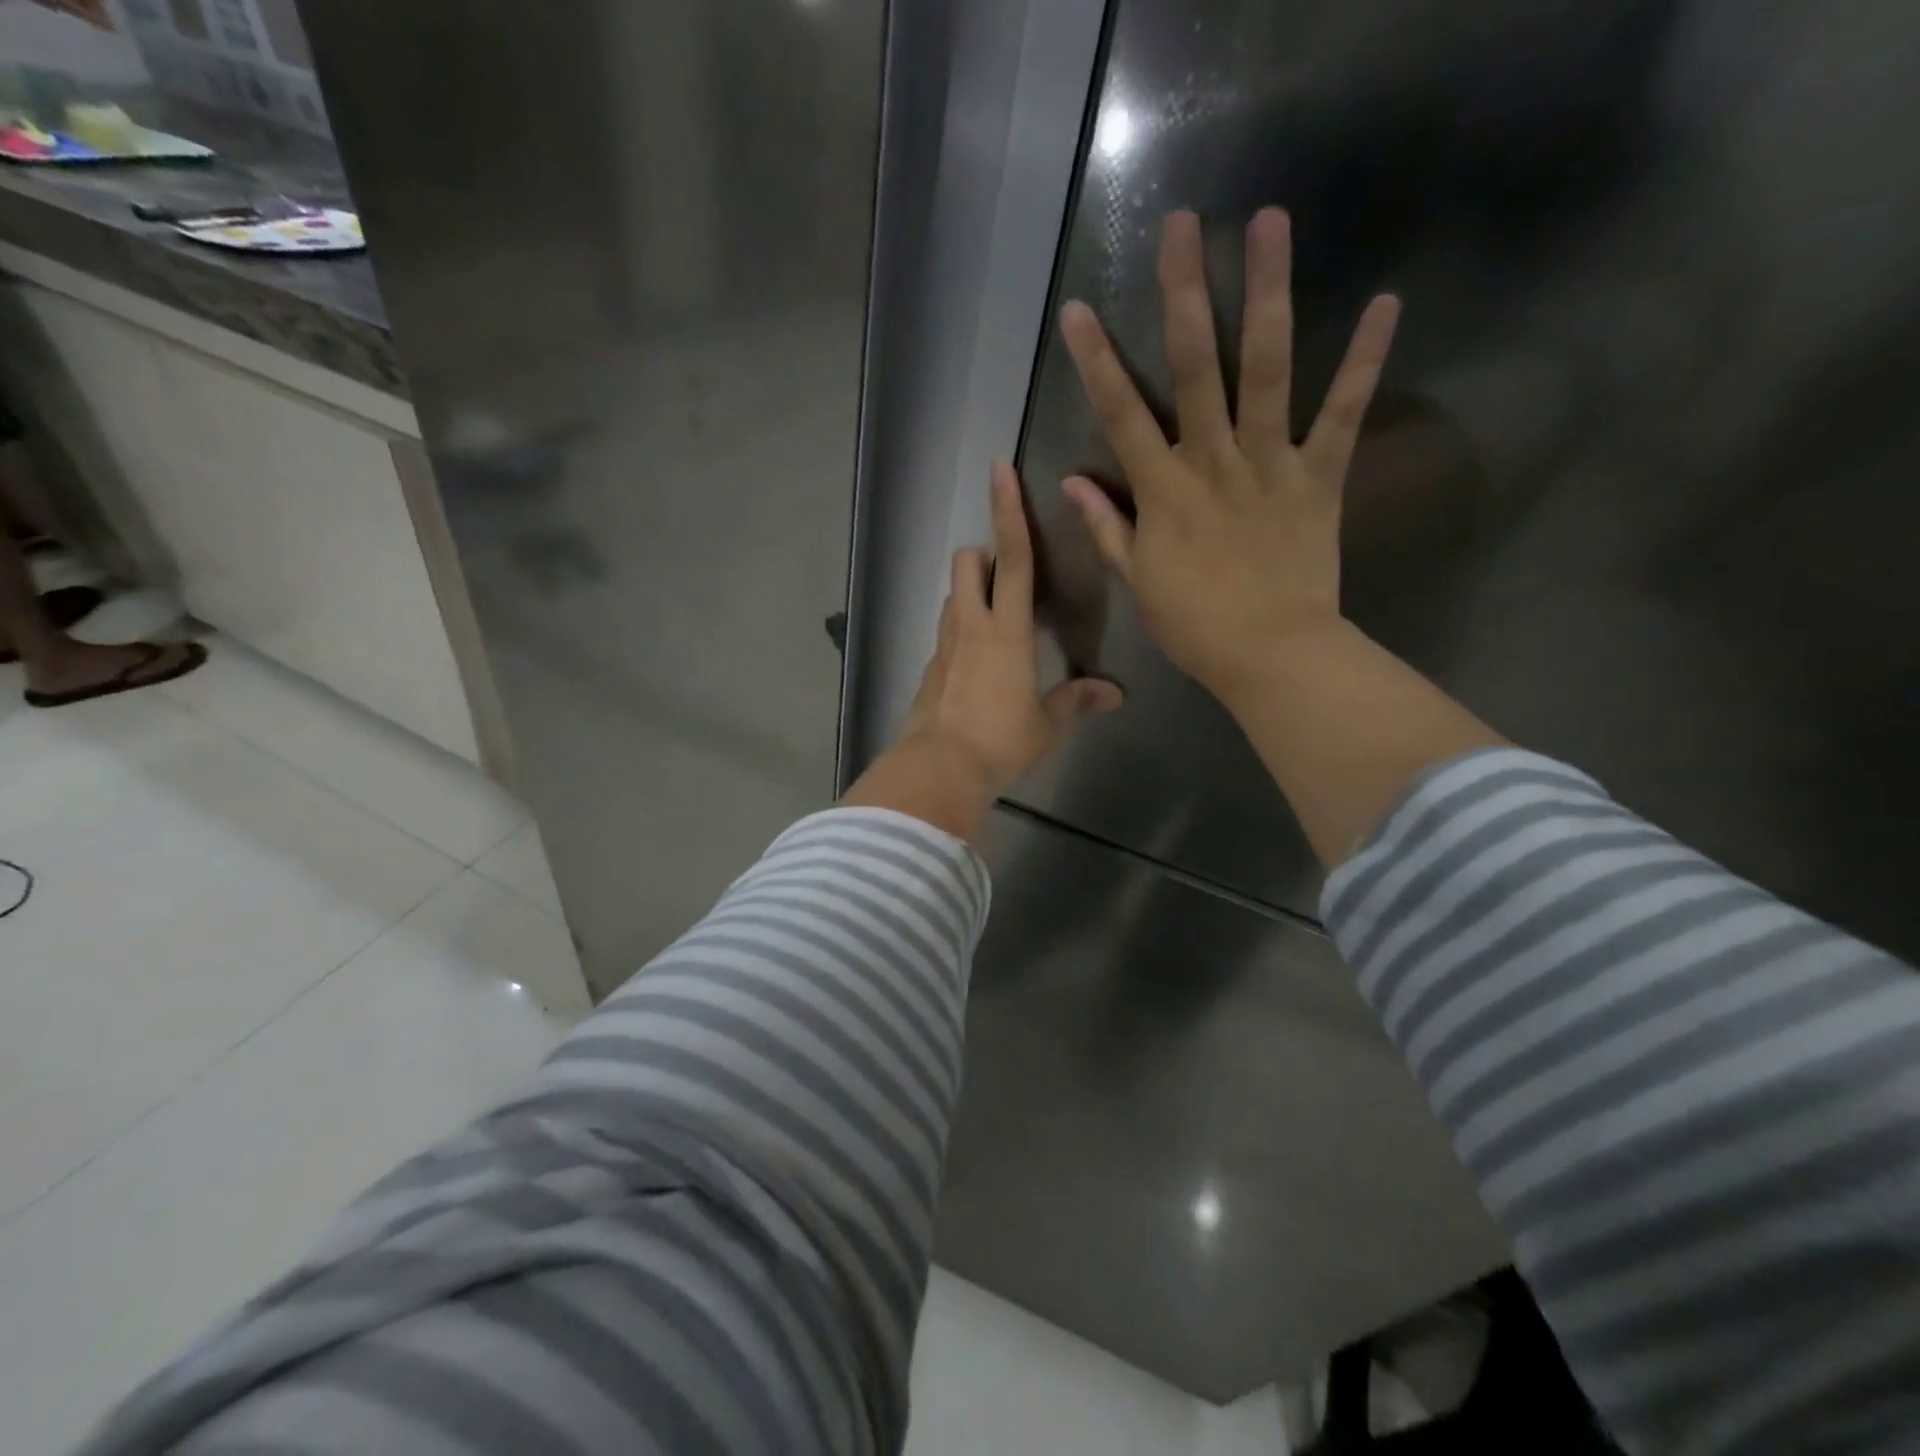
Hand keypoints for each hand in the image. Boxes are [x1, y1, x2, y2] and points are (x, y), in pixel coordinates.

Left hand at [842, 462, 1121, 842]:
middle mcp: (970, 626)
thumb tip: (1114, 694)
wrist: (938, 769)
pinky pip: (945, 634)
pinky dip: (960, 632)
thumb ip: (1077, 701)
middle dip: (984, 552)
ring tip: (996, 618)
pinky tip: (976, 664)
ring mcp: (943, 647)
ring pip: (952, 596)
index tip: (1000, 470)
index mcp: (1006, 631)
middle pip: (968, 563)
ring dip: (971, 592)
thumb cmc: (1000, 741)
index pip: (1013, 558)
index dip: (1009, 511)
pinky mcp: (928, 670)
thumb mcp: (1046, 724)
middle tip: (1005, 571)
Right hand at [1058, 208, 1400, 701]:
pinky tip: (1385, 303)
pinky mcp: (1321, 476)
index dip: (1096, 362)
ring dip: (1268, 293)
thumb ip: (1107, 526)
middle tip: (1182, 224)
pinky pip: (1343, 414)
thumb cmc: (1194, 625)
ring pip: (1267, 369)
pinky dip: (1364, 362)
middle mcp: (1213, 460)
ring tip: (1270, 222)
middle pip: (1195, 367)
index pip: (1120, 415)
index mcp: (1163, 490)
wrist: (1270, 655)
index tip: (1078, 310)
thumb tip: (1073, 482)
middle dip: (1184, 293)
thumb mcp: (1138, 580)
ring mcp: (1270, 463)